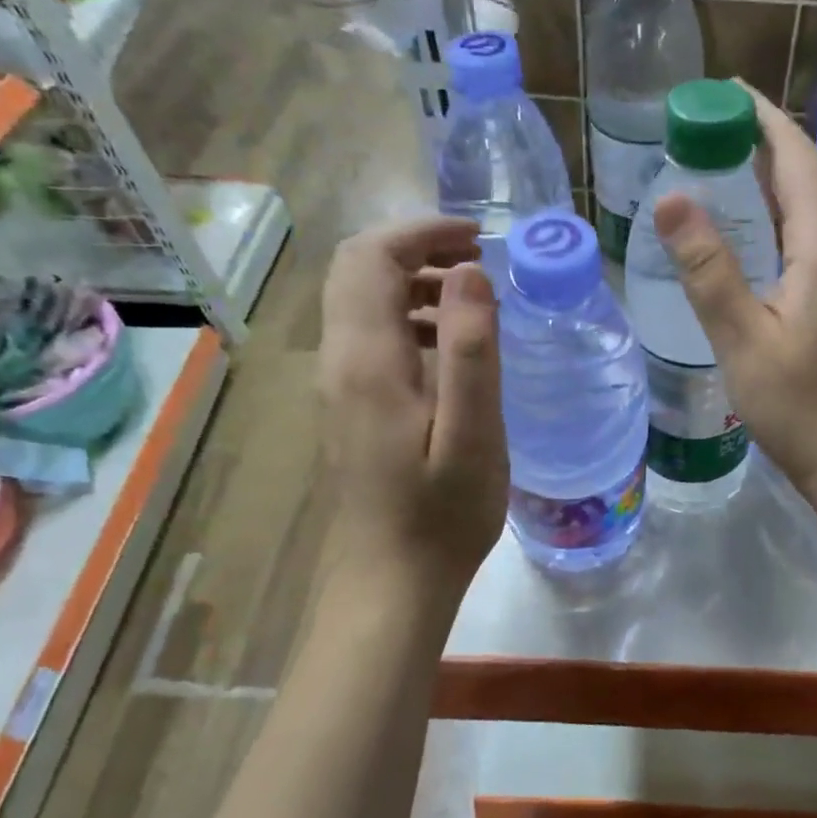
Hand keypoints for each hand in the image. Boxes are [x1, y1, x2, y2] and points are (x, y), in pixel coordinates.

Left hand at [319, 216, 507, 591]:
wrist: (390, 585)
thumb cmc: (441, 515)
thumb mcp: (472, 434)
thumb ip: (470, 349)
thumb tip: (470, 271)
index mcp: (368, 360)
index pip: (372, 258)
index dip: (422, 232)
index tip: (478, 237)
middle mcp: (340, 362)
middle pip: (358, 271)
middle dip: (416, 250)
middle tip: (478, 262)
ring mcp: (339, 387)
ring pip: (362, 304)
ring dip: (413, 284)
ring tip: (473, 300)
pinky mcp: (349, 409)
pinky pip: (370, 339)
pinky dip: (409, 320)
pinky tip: (452, 352)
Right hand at [651, 83, 816, 508]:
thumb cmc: (799, 408)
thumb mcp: (742, 340)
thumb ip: (708, 268)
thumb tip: (671, 197)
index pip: (795, 157)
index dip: (759, 118)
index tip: (720, 92)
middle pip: (808, 175)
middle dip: (759, 146)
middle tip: (703, 135)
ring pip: (816, 207)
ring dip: (772, 184)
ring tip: (719, 175)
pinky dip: (786, 220)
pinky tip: (755, 236)